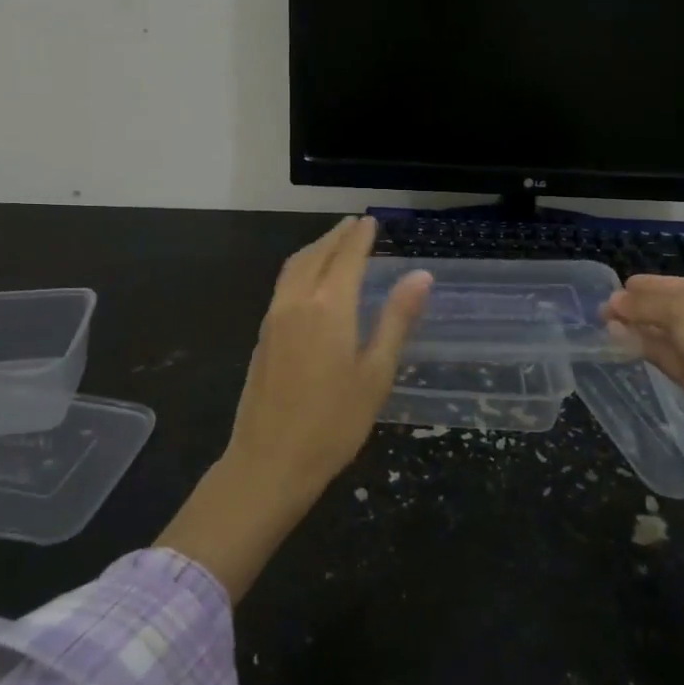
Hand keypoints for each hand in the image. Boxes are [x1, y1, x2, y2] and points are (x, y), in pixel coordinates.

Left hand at [157, 217, 431, 601]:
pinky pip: (283, 284)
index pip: (347, 257)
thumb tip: (421, 276)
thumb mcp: (376, 374)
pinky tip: (309, 280)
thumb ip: (397, 320)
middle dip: (337, 236)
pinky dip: (300, 267)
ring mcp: (274, 318)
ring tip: (333, 242)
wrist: (269, 462)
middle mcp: (297, 302)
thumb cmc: (334, 424)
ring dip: (316, 248)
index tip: (372, 221)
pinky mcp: (263, 336)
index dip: (361, 237)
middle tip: (355, 224)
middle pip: (317, 255)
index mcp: (330, 307)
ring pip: (295, 267)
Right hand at [604, 276, 683, 462]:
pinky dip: (645, 346)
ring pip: (671, 336)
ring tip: (606, 319)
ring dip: (640, 326)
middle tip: (608, 305)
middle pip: (679, 312)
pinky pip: (669, 357)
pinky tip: (619, 337)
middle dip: (644, 307)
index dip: (657, 285)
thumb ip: (649, 304)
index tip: (625, 284)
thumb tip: (614, 301)